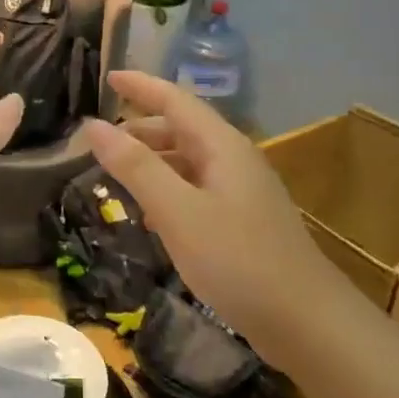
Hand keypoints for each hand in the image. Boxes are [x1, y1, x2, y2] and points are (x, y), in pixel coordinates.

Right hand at [83, 72, 333, 353]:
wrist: (305, 321)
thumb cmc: (238, 260)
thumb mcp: (177, 211)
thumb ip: (135, 167)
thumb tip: (93, 125)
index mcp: (222, 147)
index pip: (176, 100)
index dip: (142, 86)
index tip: (108, 76)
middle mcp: (234, 160)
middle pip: (182, 130)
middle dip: (141, 129)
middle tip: (100, 140)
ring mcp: (242, 192)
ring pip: (188, 162)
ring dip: (152, 162)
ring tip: (117, 175)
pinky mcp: (243, 222)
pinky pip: (196, 190)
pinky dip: (167, 191)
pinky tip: (150, 215)